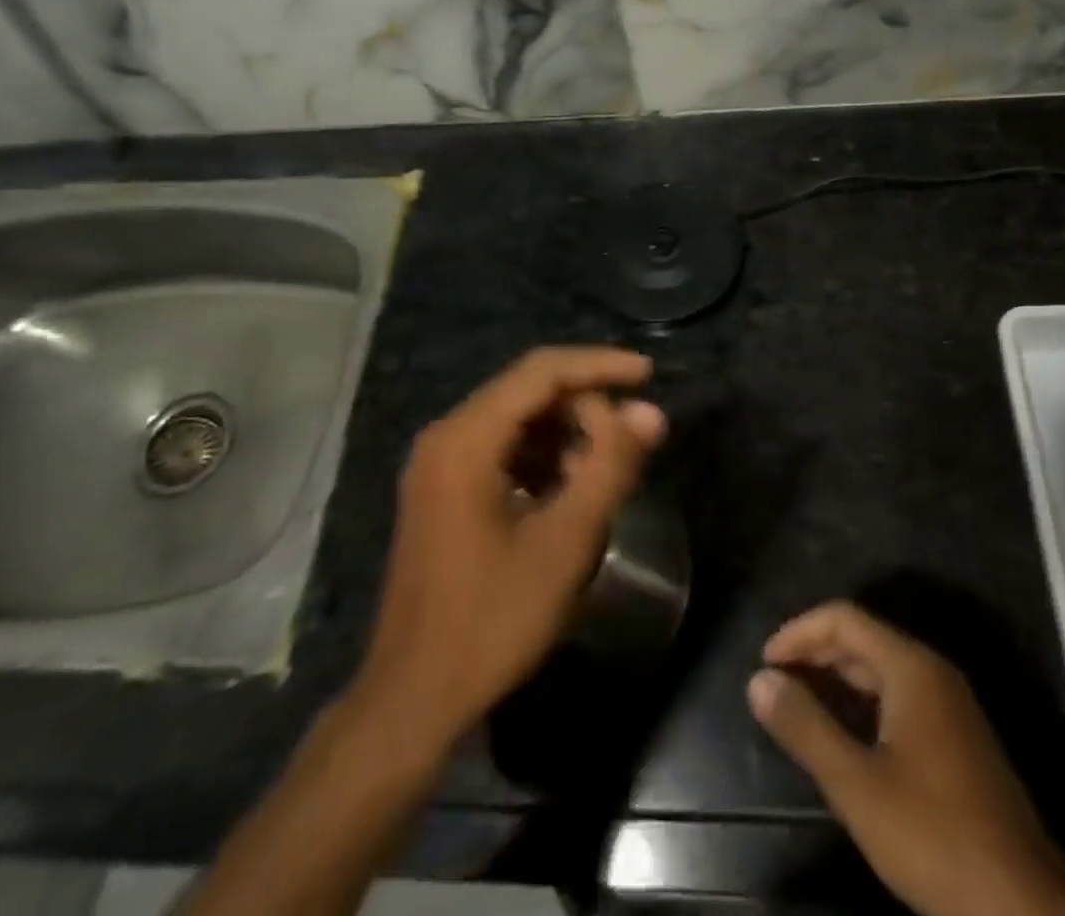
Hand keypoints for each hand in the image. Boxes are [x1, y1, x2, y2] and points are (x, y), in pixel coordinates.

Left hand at [350, 347, 666, 750]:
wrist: (412, 700)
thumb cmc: (491, 620)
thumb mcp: (565, 541)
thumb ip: (611, 466)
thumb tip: (651, 413)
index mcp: (466, 438)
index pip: (542, 371)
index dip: (600, 365)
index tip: (648, 375)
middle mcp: (446, 436)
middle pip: (529, 392)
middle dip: (585, 409)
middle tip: (629, 445)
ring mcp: (438, 464)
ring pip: (517, 421)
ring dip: (567, 435)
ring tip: (605, 474)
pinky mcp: (441, 491)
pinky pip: (501, 451)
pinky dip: (542, 459)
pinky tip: (569, 494)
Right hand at [749, 602, 1064, 915]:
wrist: (1025, 909)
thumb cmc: (934, 837)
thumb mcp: (857, 786)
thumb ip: (806, 727)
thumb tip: (759, 680)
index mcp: (911, 668)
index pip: (844, 618)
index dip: (799, 632)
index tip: (766, 663)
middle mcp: (933, 673)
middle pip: (863, 638)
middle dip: (815, 652)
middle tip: (776, 683)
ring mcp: (950, 705)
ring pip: (881, 668)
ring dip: (837, 676)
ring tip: (799, 703)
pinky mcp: (957, 738)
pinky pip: (898, 695)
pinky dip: (862, 699)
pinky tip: (844, 732)